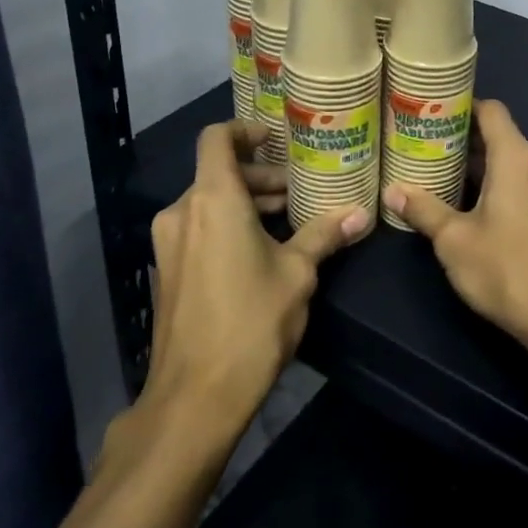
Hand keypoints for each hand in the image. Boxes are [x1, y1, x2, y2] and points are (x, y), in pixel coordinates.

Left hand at [145, 122, 367, 429]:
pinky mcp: (167, 272)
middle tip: (296, 194)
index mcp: (212, 200)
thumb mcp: (297, 274)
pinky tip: (259, 253)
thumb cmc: (251, 321)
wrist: (194, 397)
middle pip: (218, 173)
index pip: (217, 138)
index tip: (275, 140)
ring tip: (286, 223)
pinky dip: (227, 226)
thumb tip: (360, 213)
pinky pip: (198, 229)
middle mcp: (182, 212)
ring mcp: (168, 244)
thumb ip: (324, 235)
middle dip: (259, 177)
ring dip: (245, 204)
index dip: (245, 130)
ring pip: (208, 203)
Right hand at [383, 100, 527, 356]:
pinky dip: (494, 185)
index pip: (491, 111)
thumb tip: (392, 190)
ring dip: (477, 165)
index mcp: (515, 159)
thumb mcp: (454, 240)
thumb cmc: (506, 268)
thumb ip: (423, 210)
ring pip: (509, 164)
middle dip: (462, 137)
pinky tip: (468, 206)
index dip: (462, 105)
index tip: (431, 110)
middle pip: (499, 136)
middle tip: (423, 143)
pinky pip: (519, 186)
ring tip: (438, 172)